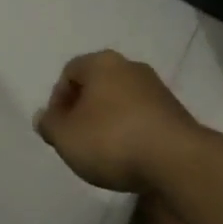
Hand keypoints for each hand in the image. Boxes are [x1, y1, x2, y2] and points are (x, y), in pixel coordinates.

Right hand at [34, 49, 200, 193]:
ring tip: (105, 153)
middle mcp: (130, 66)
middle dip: (84, 110)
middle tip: (78, 139)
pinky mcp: (175, 112)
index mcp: (101, 62)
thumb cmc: (113, 140)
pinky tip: (131, 157)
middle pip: (97, 84)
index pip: (70, 72)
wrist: (178, 161)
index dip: (58, 100)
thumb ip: (50, 125)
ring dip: (109, 121)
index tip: (58, 129)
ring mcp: (156, 88)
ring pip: (121, 100)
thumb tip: (44, 117)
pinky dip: (132, 132)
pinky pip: (143, 117)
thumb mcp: (66, 137)